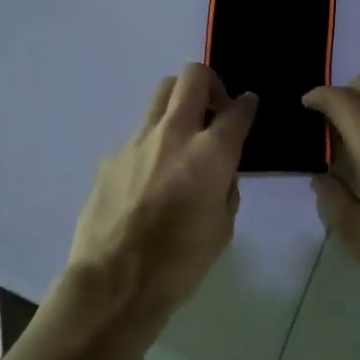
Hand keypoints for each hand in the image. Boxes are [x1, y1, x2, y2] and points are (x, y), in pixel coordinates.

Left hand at [66, 64, 257, 328]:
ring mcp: (138, 141)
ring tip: (182, 135)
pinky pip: (139, 137)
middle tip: (214, 109)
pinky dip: (152, 145)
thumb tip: (221, 169)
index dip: (247, 104)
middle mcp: (174, 134)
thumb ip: (226, 186)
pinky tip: (150, 180)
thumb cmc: (180, 263)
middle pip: (192, 77)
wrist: (115, 281)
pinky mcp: (112, 156)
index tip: (247, 105)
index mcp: (210, 153)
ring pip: (161, 96)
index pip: (237, 110)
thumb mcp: (223, 228)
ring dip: (178, 104)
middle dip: (210, 83)